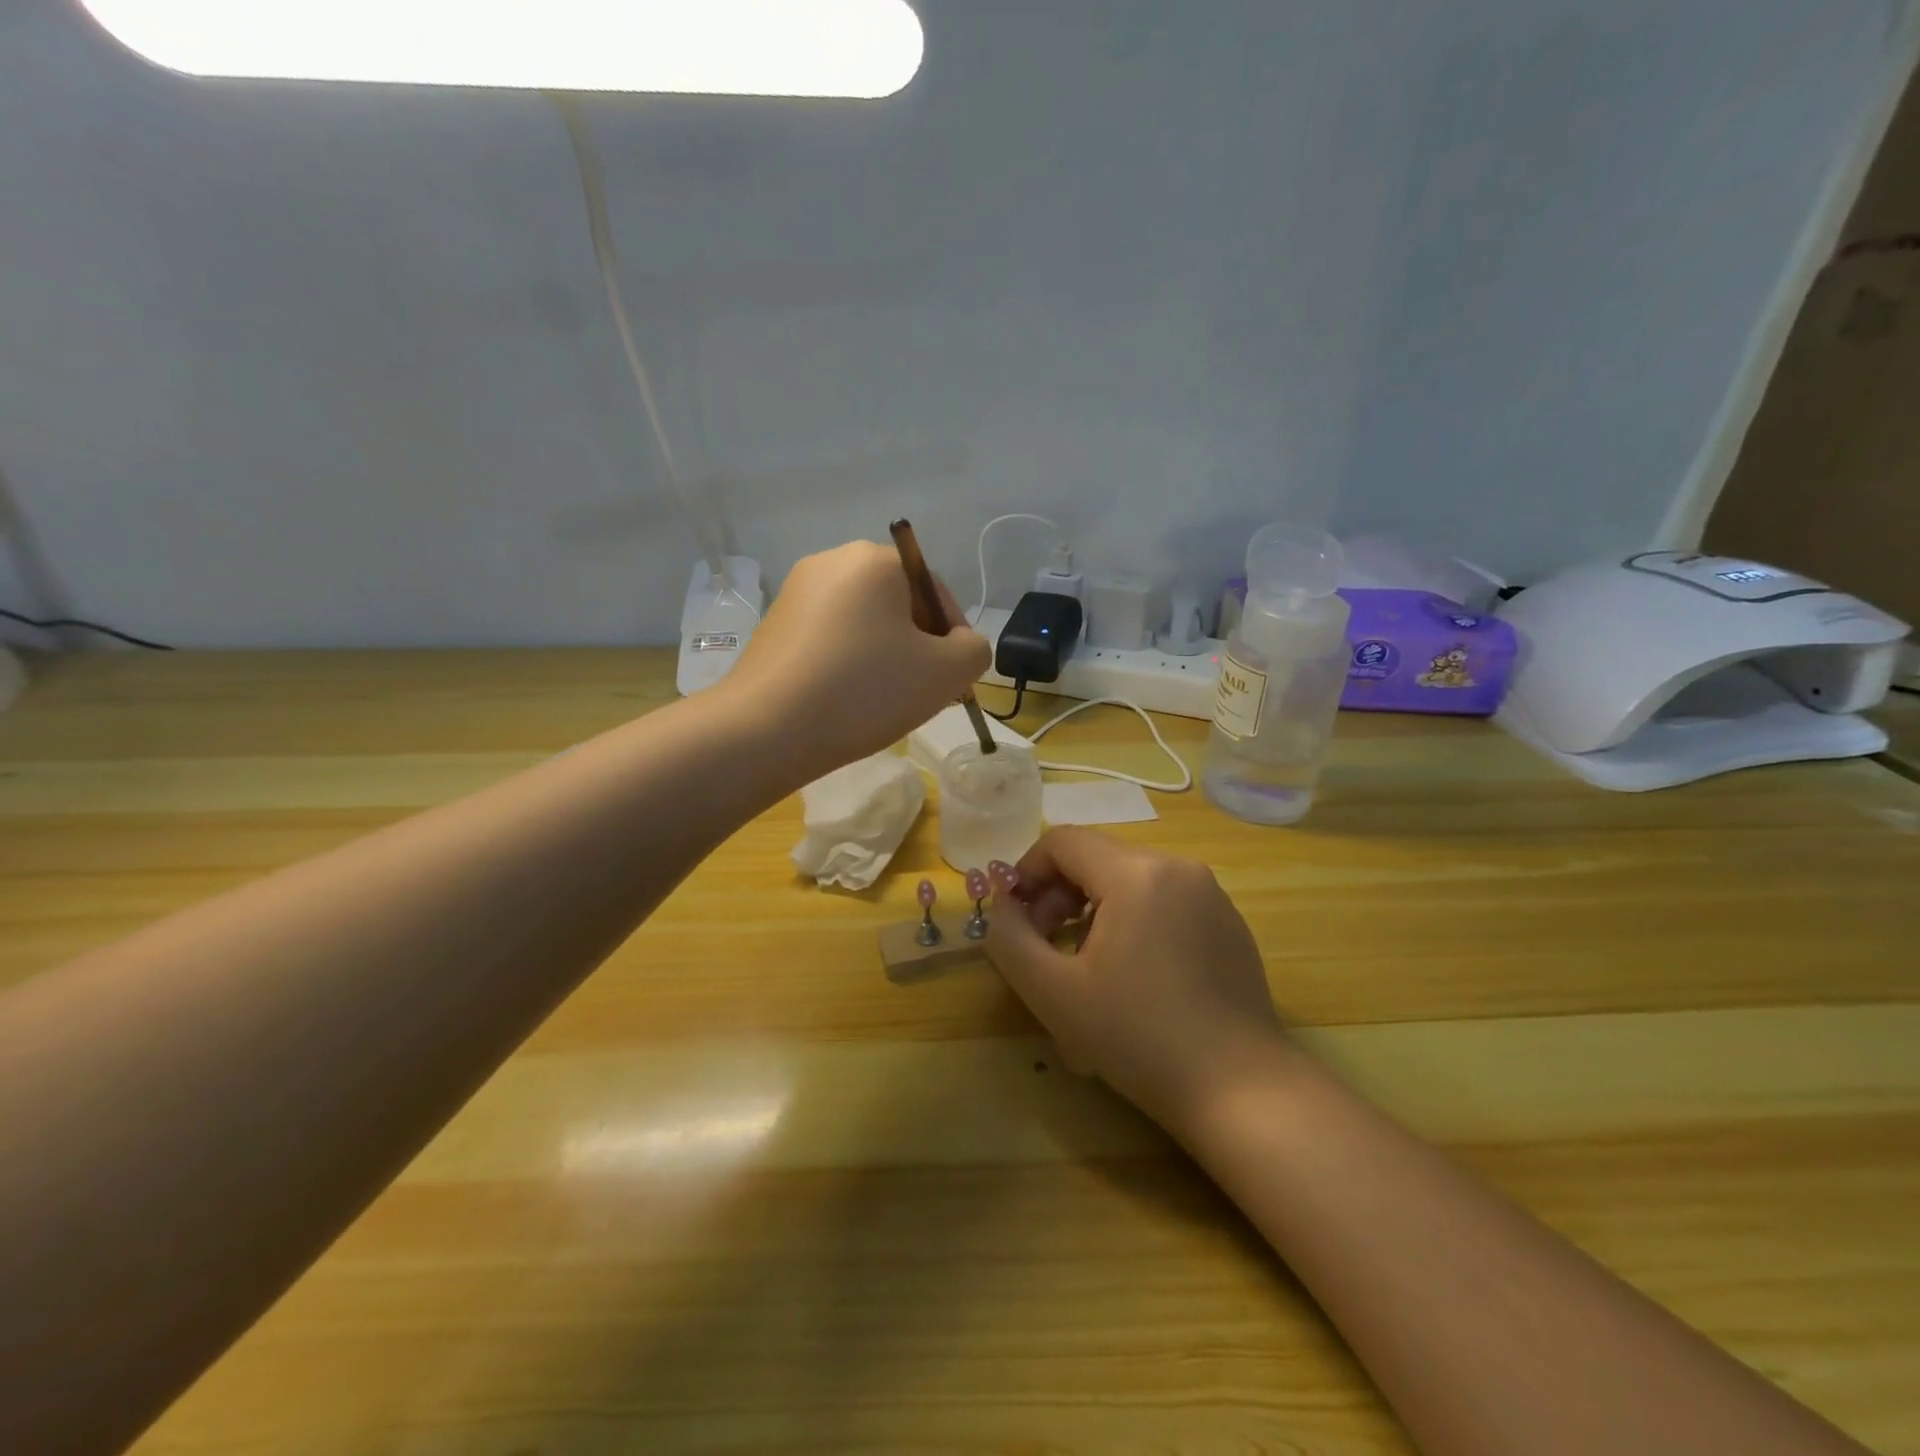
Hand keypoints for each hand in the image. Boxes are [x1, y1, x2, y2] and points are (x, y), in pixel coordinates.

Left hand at [720, 541, 990, 777]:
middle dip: (918, 647)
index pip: (935, 591)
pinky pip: (830, 638)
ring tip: (883, 701)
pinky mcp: (773, 625)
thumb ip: (974, 651)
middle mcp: (832, 561)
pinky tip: (845, 700)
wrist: (765, 730)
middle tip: (922, 693)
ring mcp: (796, 592)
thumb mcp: (945, 673)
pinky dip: (847, 662)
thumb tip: (960, 645)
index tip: (953, 681)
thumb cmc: (864, 691)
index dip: (954, 638)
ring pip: (863, 623)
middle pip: (898, 604)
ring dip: (884, 656)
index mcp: (874, 560)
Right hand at [985, 828, 1290, 1136]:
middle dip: (1058, 895)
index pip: (1063, 842)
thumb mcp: (1053, 992)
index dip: (1026, 871)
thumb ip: (1010, 938)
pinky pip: (1163, 903)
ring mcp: (1210, 895)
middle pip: (1097, 859)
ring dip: (1092, 911)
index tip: (1014, 916)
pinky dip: (1132, 923)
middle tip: (1044, 946)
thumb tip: (1002, 905)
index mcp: (1137, 873)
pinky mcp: (1229, 924)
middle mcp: (1178, 868)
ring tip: (1084, 968)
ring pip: (1130, 881)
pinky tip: (1132, 978)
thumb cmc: (1138, 1037)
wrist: (1241, 1090)